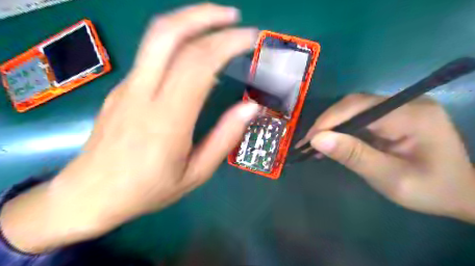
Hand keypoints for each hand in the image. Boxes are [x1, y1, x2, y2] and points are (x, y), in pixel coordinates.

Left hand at [0, 3, 259, 252]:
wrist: (90, 195)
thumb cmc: (147, 190)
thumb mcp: (195, 173)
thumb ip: (225, 138)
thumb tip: (251, 108)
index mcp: (167, 120)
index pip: (199, 65)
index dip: (228, 44)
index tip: (251, 39)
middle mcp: (143, 94)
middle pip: (169, 34)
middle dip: (206, 16)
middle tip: (235, 17)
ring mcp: (127, 87)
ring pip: (156, 37)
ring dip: (190, 20)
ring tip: (218, 23)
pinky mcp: (121, 88)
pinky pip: (153, 55)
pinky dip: (179, 42)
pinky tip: (196, 53)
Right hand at [298, 94, 474, 221]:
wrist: (462, 193)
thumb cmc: (430, 189)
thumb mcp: (390, 178)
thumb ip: (354, 156)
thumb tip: (316, 140)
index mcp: (411, 115)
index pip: (359, 108)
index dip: (328, 121)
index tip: (308, 141)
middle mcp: (405, 103)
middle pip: (354, 104)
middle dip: (327, 123)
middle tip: (308, 143)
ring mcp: (400, 107)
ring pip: (354, 109)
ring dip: (332, 126)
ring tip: (315, 144)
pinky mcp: (393, 115)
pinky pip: (360, 117)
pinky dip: (342, 129)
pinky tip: (332, 142)